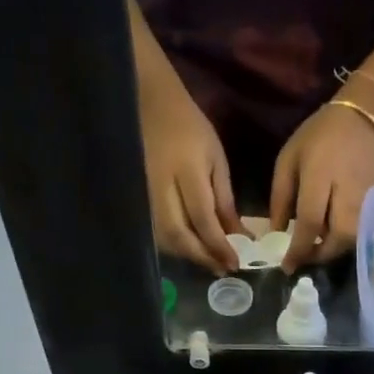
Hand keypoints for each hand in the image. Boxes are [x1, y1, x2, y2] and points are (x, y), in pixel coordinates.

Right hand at [140, 74, 238, 274]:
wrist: (149, 104)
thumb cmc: (190, 128)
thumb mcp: (216, 159)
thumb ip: (224, 200)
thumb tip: (237, 236)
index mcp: (186, 171)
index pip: (202, 218)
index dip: (218, 245)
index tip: (235, 263)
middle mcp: (161, 187)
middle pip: (178, 234)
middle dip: (202, 256)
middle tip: (222, 268)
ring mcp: (144, 194)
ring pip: (163, 238)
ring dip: (187, 255)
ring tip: (209, 262)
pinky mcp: (136, 198)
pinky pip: (154, 231)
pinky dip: (173, 246)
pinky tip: (189, 249)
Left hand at [270, 102, 373, 270]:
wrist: (363, 117)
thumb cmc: (319, 136)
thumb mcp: (288, 160)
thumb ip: (280, 198)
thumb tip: (276, 234)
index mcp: (321, 177)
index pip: (310, 223)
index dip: (298, 249)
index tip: (286, 266)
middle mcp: (348, 192)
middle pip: (339, 238)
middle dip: (320, 254)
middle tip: (305, 257)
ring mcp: (369, 198)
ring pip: (353, 239)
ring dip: (334, 249)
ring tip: (317, 247)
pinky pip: (362, 230)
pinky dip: (346, 239)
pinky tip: (332, 235)